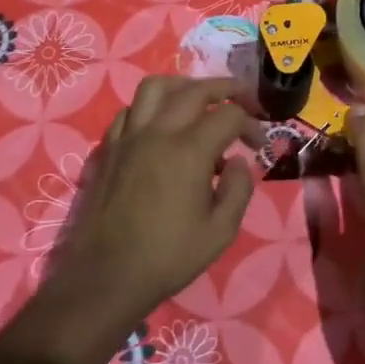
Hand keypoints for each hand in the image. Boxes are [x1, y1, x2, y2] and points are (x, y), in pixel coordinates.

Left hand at [12, 76, 257, 363]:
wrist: (106, 277)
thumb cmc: (168, 257)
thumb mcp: (221, 231)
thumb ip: (239, 189)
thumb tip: (239, 162)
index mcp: (189, 151)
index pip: (229, 115)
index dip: (251, 123)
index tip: (258, 144)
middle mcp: (159, 132)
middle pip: (195, 90)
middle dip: (225, 89)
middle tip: (242, 100)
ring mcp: (129, 137)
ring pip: (156, 87)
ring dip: (184, 86)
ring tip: (199, 100)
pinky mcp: (109, 149)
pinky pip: (130, 110)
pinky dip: (152, 107)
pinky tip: (161, 126)